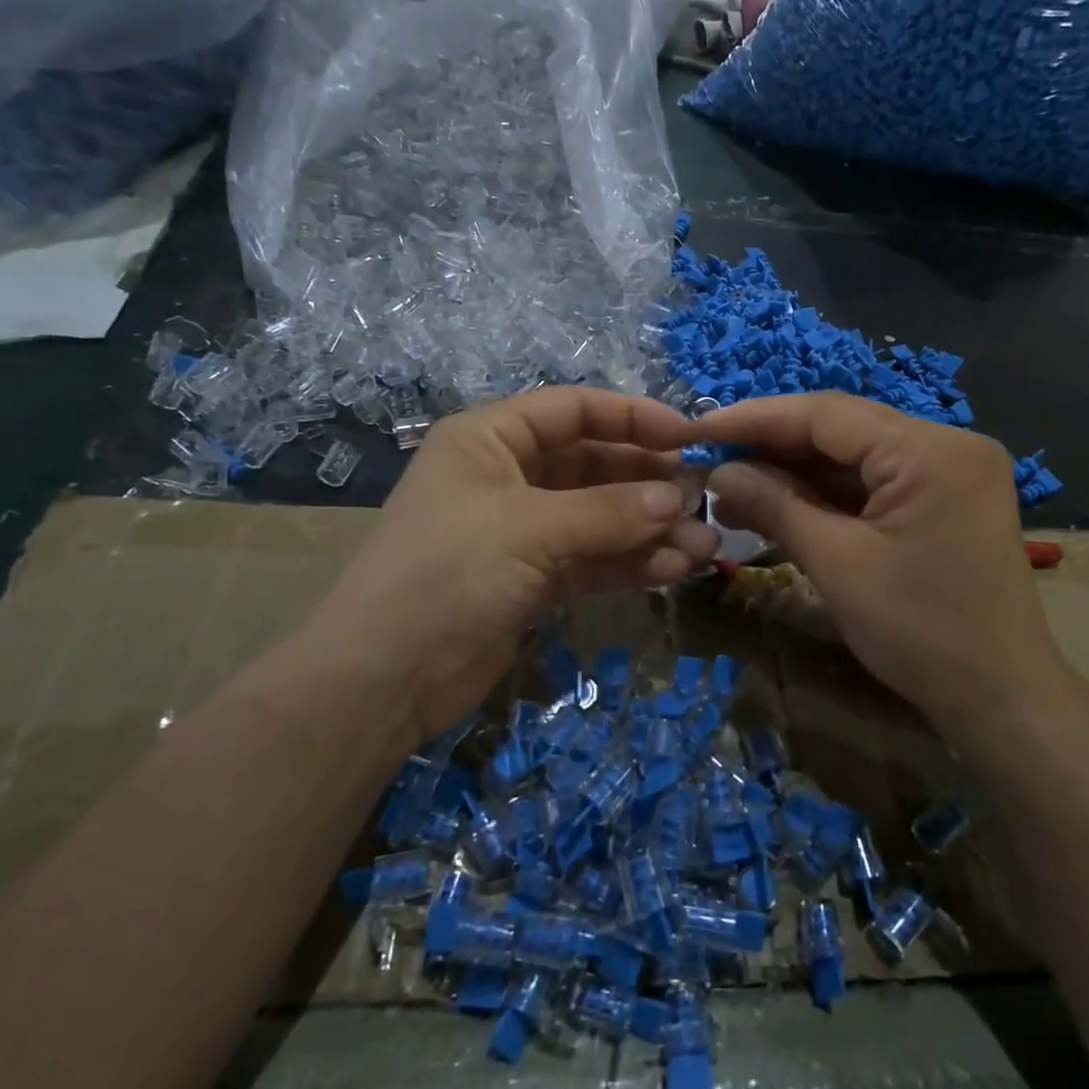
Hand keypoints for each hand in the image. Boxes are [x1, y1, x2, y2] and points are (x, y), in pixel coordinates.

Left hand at [291, 389, 718, 748]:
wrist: (384, 679)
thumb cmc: (447, 575)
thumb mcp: (528, 530)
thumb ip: (608, 511)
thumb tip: (676, 498)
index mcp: (491, 439)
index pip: (573, 409)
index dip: (632, 417)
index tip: (688, 437)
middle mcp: (508, 476)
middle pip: (594, 464)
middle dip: (649, 482)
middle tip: (704, 501)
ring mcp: (522, 530)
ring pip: (600, 516)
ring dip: (650, 529)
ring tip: (704, 547)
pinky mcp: (533, 579)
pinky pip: (592, 558)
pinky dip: (630, 562)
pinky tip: (673, 569)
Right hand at [691, 392, 1065, 728]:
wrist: (1002, 699)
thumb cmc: (921, 632)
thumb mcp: (838, 564)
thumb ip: (775, 506)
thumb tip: (717, 473)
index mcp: (930, 450)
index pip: (827, 414)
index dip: (755, 419)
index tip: (699, 429)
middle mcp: (946, 444)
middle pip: (841, 430)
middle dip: (772, 449)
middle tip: (710, 466)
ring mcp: (948, 472)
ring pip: (853, 458)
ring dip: (794, 475)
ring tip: (732, 494)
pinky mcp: (942, 500)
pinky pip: (872, 484)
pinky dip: (824, 497)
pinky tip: (777, 508)